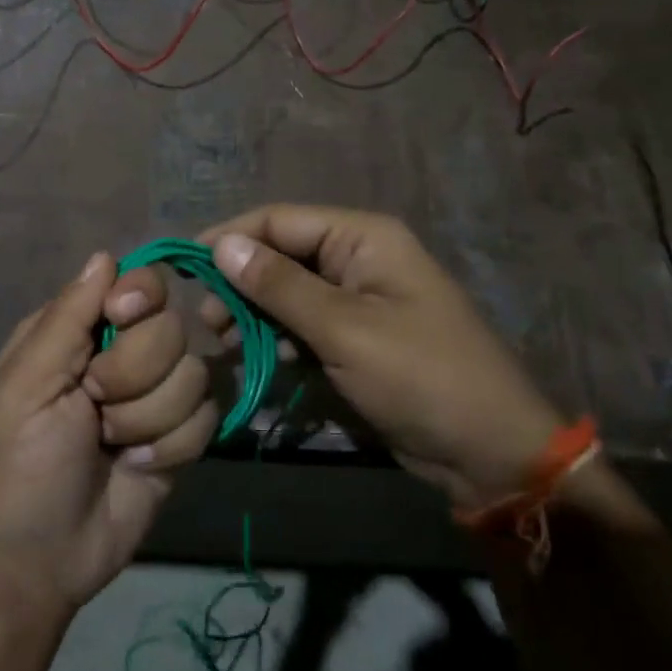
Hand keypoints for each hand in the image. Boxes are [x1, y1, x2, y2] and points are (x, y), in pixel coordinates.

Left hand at [0, 252, 218, 610]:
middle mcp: (124, 354)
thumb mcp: (26, 384)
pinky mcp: (182, 435)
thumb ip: (67, 317)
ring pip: (195, 374)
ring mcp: (157, 396)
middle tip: (95, 407)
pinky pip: (208, 417)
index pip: (138, 283)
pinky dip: (171, 446)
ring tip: (112, 445)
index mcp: (80, 331)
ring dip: (149, 418)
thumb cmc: (19, 463)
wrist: (43, 556)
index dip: (140, 297)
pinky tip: (137, 466)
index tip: (120, 320)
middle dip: (134, 374)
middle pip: (172, 327)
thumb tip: (105, 255)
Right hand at [200, 206, 561, 509]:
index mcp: (363, 238)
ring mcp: (358, 299)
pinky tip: (259, 359)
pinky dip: (278, 337)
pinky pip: (304, 324)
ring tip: (225, 343)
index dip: (229, 239)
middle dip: (240, 282)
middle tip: (207, 322)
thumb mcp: (344, 329)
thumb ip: (280, 286)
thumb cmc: (420, 377)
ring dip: (255, 313)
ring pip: (288, 292)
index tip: (185, 271)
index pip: (279, 220)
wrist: (487, 450)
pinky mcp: (356, 336)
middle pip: (281, 254)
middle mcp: (358, 257)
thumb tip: (221, 245)